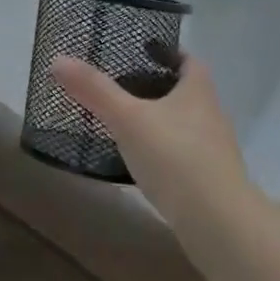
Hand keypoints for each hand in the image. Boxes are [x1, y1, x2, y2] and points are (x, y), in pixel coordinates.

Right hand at [52, 47, 254, 233]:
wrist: (221, 228)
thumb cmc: (176, 158)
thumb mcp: (128, 118)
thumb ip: (94, 90)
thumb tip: (58, 59)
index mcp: (197, 91)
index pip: (188, 61)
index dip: (167, 53)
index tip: (140, 52)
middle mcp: (211, 116)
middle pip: (184, 92)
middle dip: (156, 87)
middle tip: (119, 86)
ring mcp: (213, 152)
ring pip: (182, 125)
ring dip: (158, 122)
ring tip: (122, 122)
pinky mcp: (210, 183)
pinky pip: (182, 156)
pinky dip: (161, 153)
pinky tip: (138, 162)